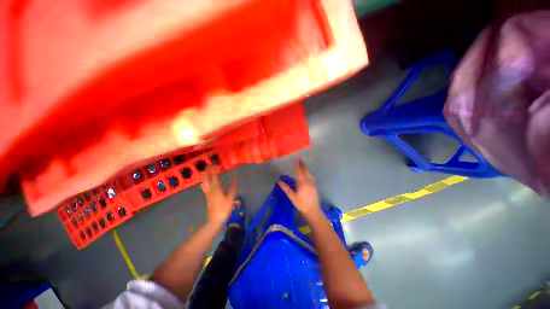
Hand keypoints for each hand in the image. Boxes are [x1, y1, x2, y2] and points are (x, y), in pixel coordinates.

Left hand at [201, 166, 235, 222]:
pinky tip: (206, 182)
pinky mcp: (207, 196)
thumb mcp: (230, 198)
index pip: (214, 177)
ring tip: (206, 171)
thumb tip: (235, 179)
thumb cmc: (224, 208)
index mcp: (216, 188)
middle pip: (206, 178)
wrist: (215, 219)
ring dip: (205, 176)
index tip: (214, 164)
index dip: (214, 170)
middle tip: (209, 165)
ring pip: (204, 182)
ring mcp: (207, 193)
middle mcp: (210, 189)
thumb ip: (232, 188)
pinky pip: (204, 186)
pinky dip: (204, 181)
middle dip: (207, 171)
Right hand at [279, 160, 322, 218]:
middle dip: (303, 165)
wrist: (313, 210)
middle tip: (300, 159)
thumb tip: (280, 181)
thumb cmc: (301, 204)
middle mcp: (308, 181)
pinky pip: (311, 176)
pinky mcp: (314, 186)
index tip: (296, 160)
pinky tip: (307, 173)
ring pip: (309, 173)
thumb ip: (286, 188)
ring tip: (303, 164)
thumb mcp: (292, 197)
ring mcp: (312, 184)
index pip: (299, 172)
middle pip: (306, 171)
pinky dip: (308, 172)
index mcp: (302, 183)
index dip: (297, 165)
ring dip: (306, 168)